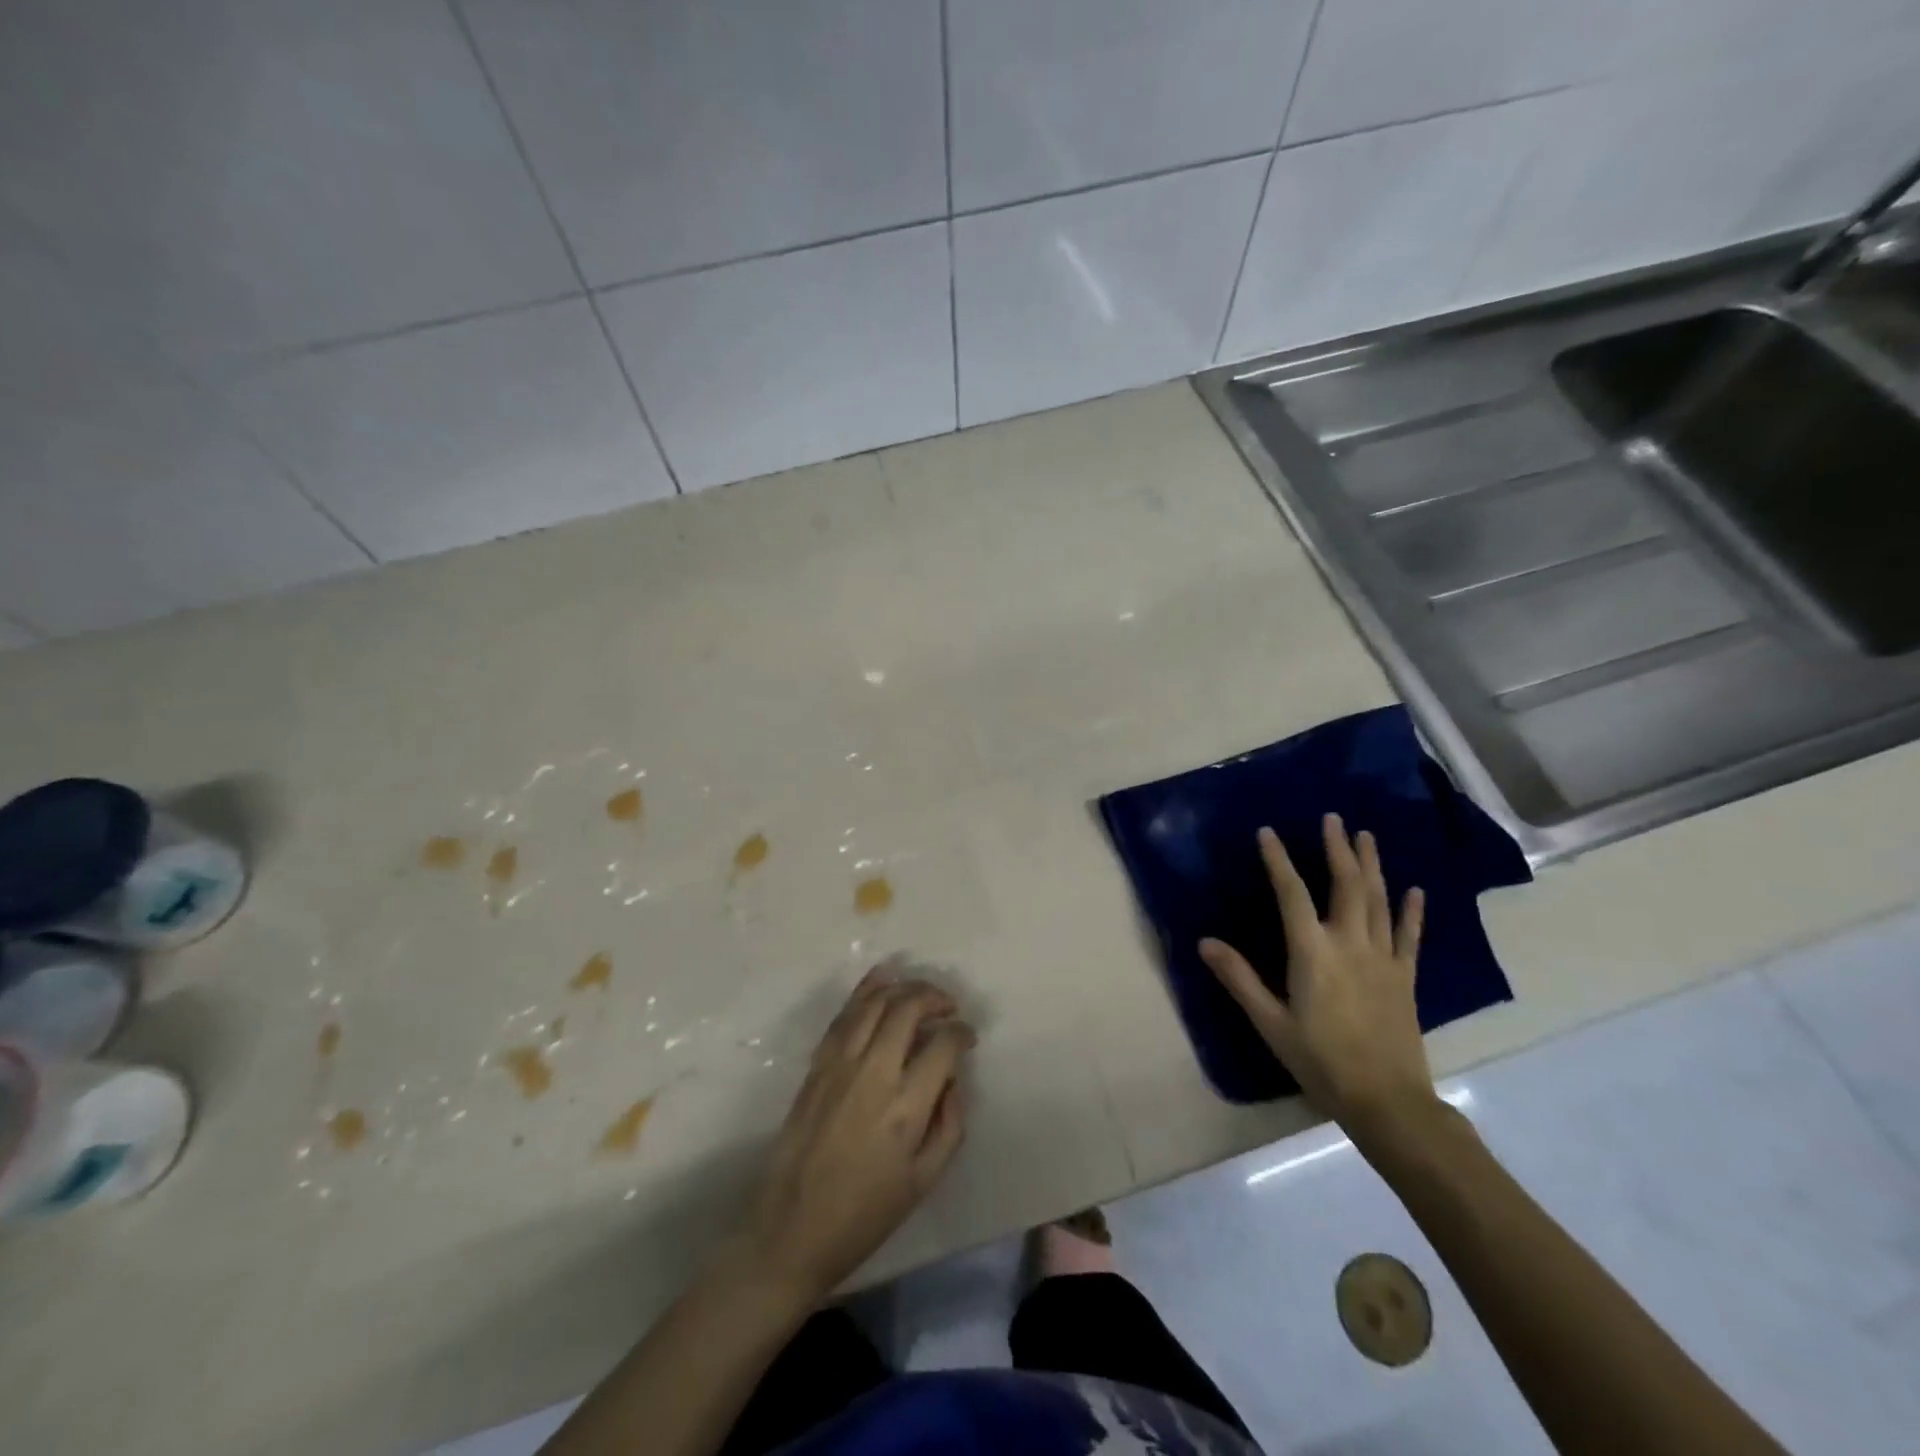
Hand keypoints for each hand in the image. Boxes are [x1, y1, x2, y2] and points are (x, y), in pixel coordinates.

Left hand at [734, 969, 972, 1304]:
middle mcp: (874, 1073)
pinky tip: (881, 979)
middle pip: (908, 1009)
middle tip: (948, 1007)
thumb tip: (953, 1078)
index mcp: (905, 1107)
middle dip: (935, 998)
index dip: (962, 1033)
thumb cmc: (865, 1214)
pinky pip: (844, 1015)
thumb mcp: (924, 1181)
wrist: (792, 1230)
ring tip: (921, 993)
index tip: (967, 1037)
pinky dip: (865, 990)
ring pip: (875, 1003)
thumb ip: (949, 1124)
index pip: (943, 1045)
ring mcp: (840, 1064)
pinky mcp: (817, 1064)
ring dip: (903, 988)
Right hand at [1199, 814, 1435, 1143]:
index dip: (1279, 860)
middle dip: (1339, 848)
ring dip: (1372, 865)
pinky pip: (1410, 936)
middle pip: (1346, 885)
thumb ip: (1239, 979)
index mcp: (1313, 952)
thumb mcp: (1270, 1022)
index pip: (1292, 893)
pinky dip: (1412, 911)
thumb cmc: (1320, 1060)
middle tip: (1334, 818)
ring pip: (1379, 901)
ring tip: (1367, 836)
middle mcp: (1350, 944)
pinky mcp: (1405, 977)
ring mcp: (1383, 958)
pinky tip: (1414, 890)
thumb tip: (1205, 942)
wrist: (1387, 1101)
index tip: (1268, 832)